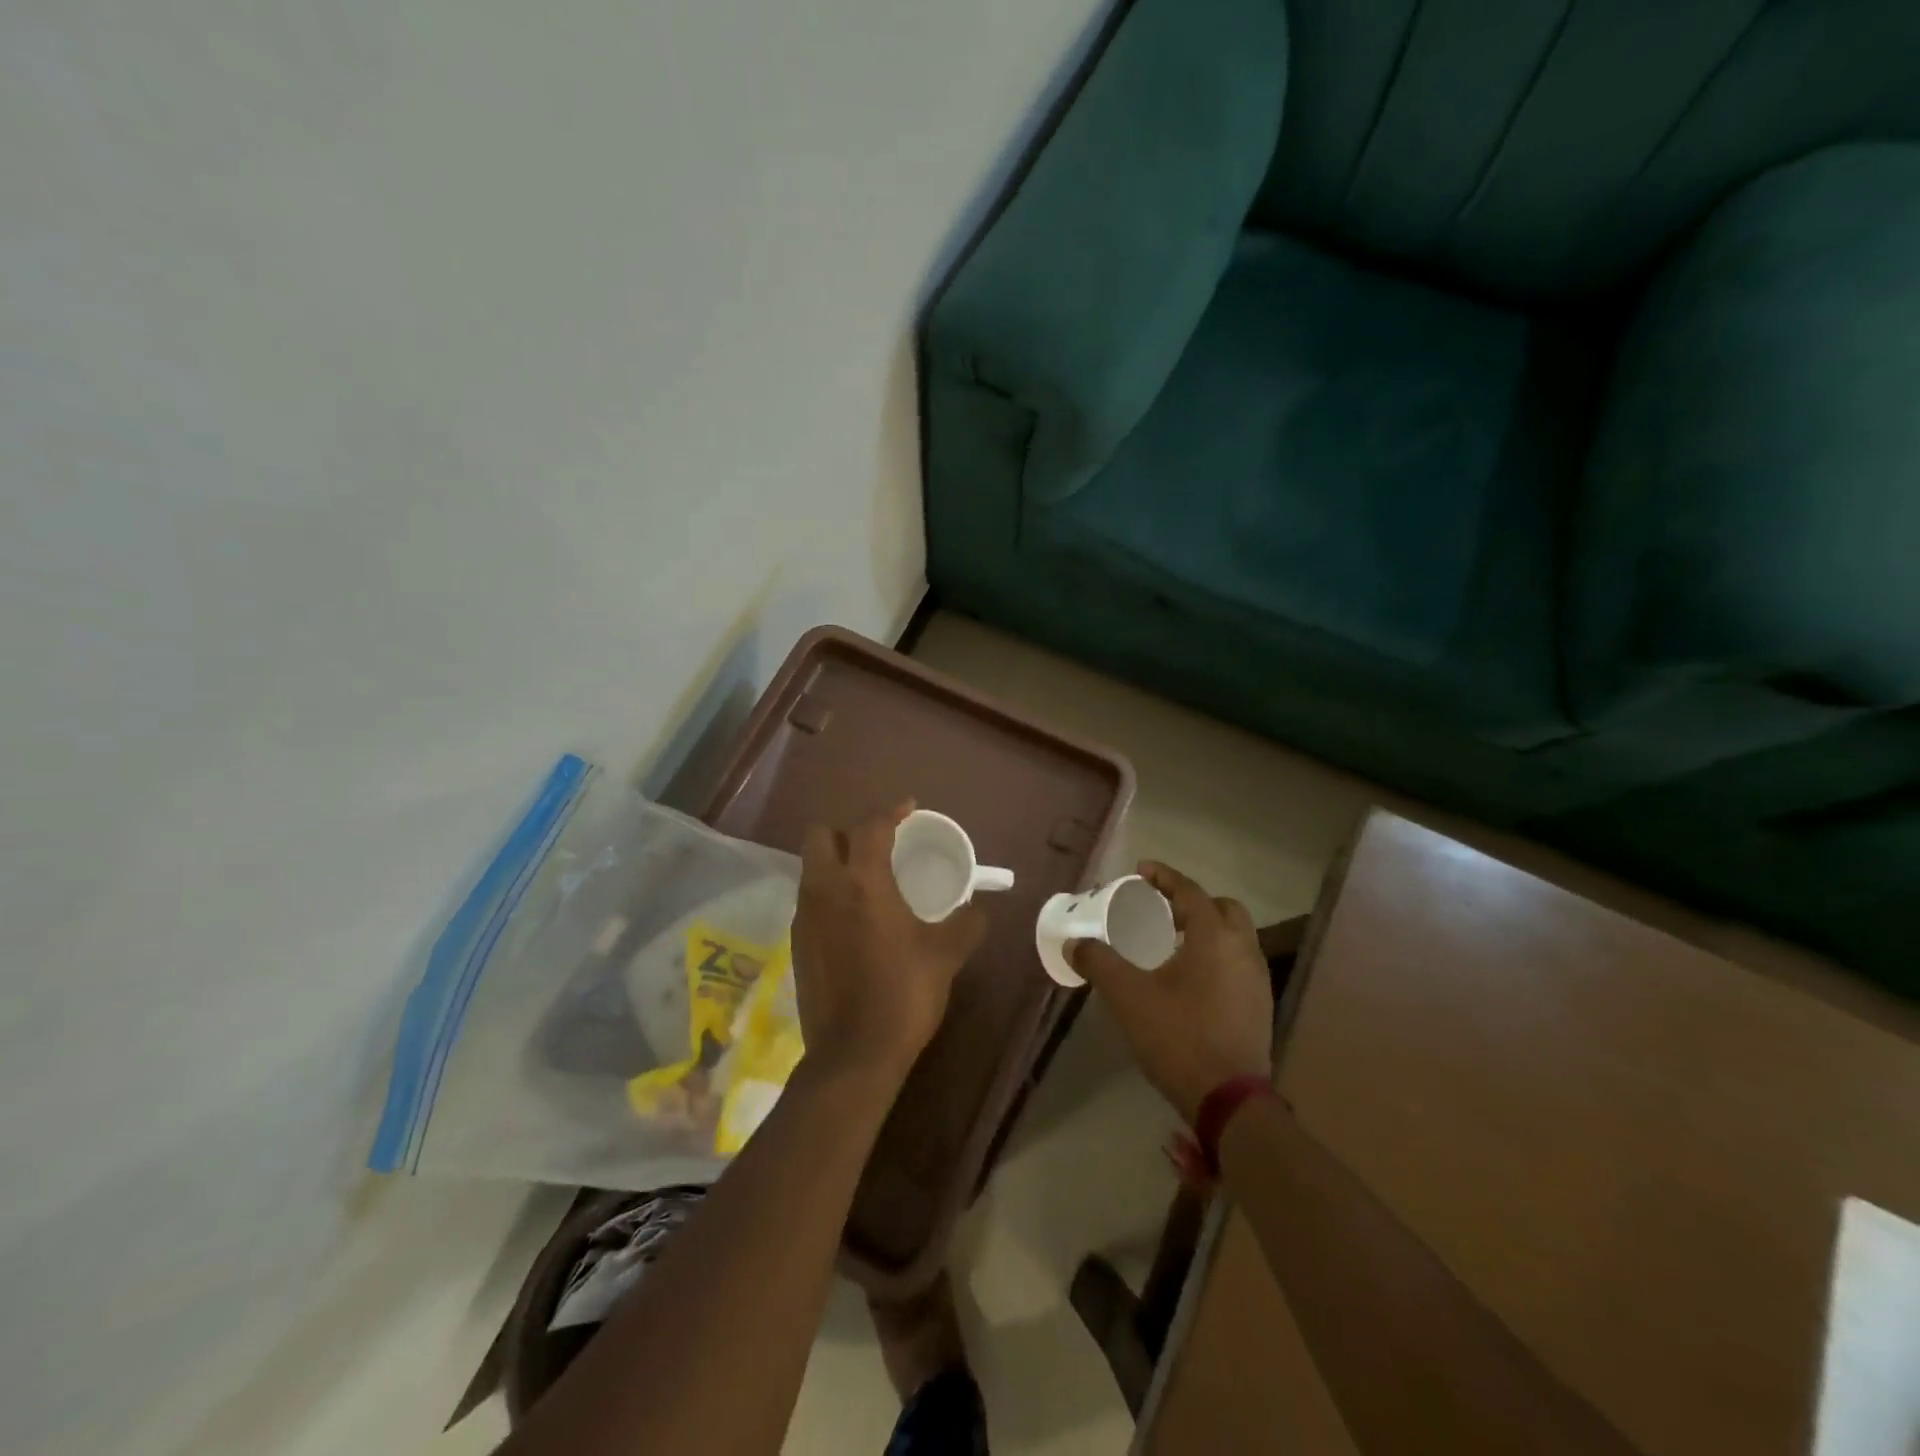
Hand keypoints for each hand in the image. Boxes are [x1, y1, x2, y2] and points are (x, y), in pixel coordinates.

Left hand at [790, 802, 989, 1088]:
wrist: (853, 1054)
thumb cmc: (903, 994)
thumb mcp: (945, 955)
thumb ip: (966, 923)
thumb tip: (980, 908)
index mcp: (863, 882)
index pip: (871, 827)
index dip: (891, 811)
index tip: (908, 808)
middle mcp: (826, 889)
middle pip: (821, 835)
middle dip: (847, 831)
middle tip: (877, 846)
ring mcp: (805, 916)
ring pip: (811, 868)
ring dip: (835, 862)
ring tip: (866, 880)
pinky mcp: (796, 943)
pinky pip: (809, 899)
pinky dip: (828, 894)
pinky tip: (852, 919)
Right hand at [1070, 863, 1272, 1123]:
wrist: (1230, 1100)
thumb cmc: (1178, 1036)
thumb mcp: (1128, 996)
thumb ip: (1099, 963)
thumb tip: (1074, 944)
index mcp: (1214, 937)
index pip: (1190, 890)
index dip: (1164, 876)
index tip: (1142, 870)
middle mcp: (1242, 949)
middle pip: (1222, 908)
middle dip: (1192, 901)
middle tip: (1161, 910)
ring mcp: (1257, 979)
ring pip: (1234, 937)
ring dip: (1206, 929)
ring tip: (1172, 942)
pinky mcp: (1259, 1006)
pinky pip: (1238, 963)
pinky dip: (1216, 956)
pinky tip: (1190, 979)